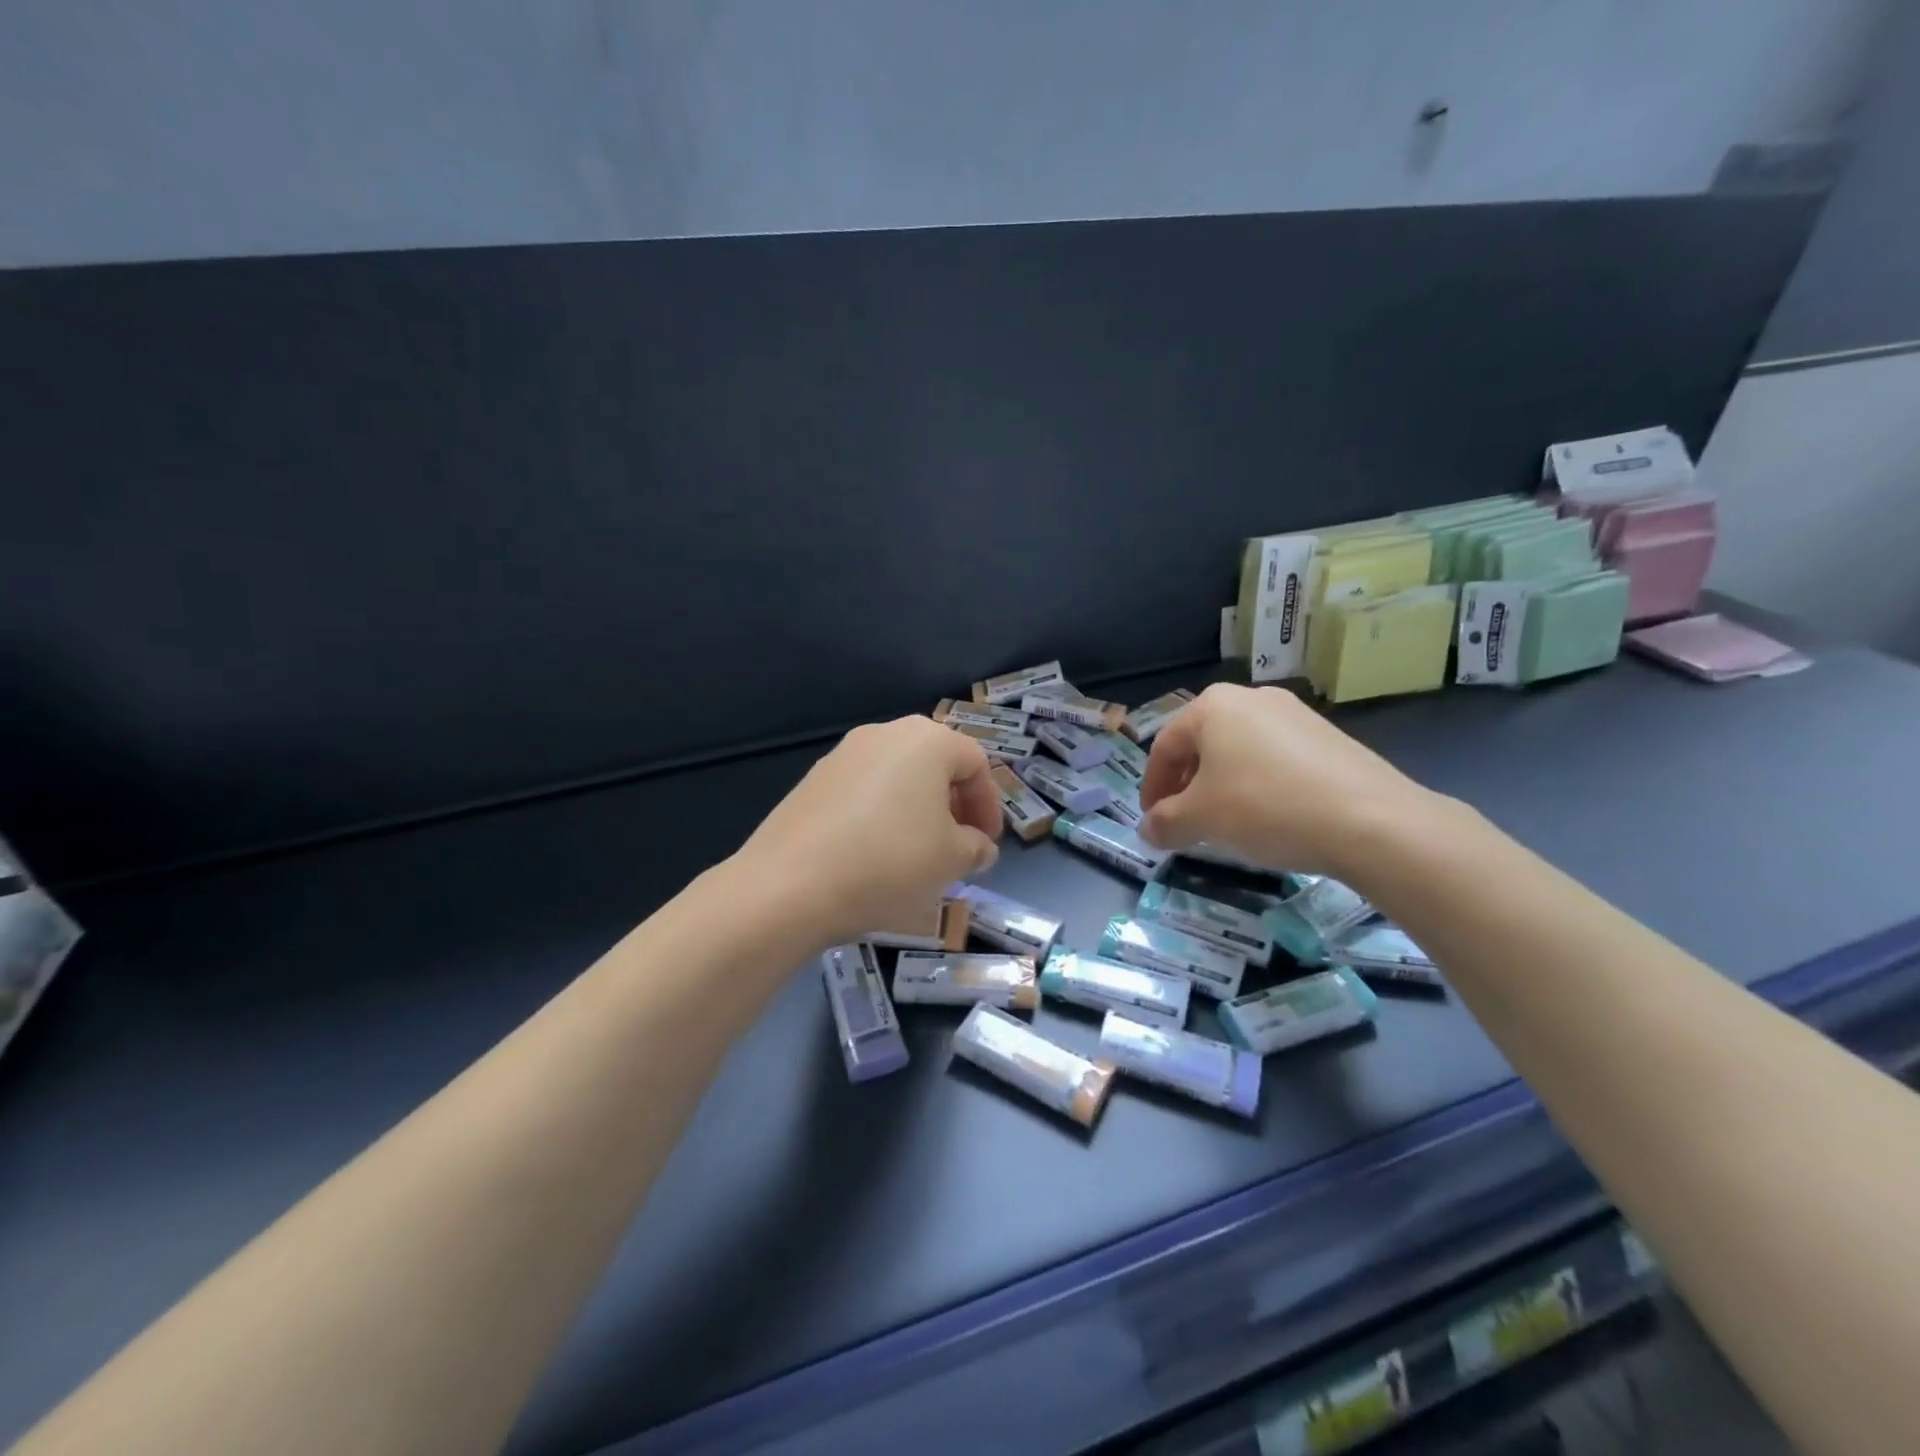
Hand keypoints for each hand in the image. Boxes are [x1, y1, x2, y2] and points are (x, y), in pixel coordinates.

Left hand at [733, 716, 1002, 948]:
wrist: (789, 885)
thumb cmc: (889, 862)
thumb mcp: (951, 860)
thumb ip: (976, 847)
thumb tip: (977, 846)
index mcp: (927, 740)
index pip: (976, 763)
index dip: (989, 805)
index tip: (988, 845)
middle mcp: (885, 733)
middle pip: (934, 764)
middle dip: (954, 805)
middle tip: (958, 846)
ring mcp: (843, 754)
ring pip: (897, 777)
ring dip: (917, 811)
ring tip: (918, 854)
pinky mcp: (813, 780)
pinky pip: (863, 791)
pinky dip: (881, 815)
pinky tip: (875, 854)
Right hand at [1138, 684, 1435, 875]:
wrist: (1370, 820)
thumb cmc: (1265, 808)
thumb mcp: (1200, 820)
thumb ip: (1163, 823)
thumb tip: (1147, 829)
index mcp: (1213, 706)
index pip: (1164, 747)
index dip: (1151, 787)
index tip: (1151, 821)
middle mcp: (1252, 698)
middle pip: (1202, 744)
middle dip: (1186, 785)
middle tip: (1183, 822)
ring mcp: (1295, 713)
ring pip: (1239, 751)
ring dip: (1221, 786)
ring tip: (1225, 823)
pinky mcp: (1328, 736)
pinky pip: (1275, 758)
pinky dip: (1258, 784)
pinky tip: (1268, 816)